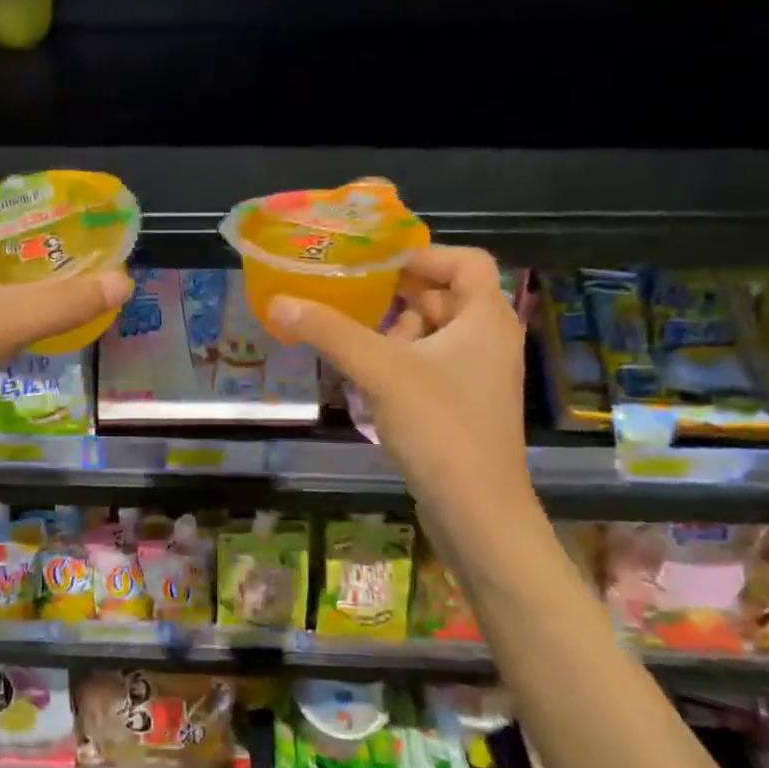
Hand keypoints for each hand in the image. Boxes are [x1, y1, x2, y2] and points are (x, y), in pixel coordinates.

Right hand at [266, 246, 531, 531]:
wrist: (477, 513)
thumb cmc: (440, 427)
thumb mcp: (380, 370)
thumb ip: (329, 331)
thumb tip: (279, 301)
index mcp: (487, 319)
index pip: (465, 261)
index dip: (422, 254)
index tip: (375, 264)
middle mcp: (489, 341)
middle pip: (445, 295)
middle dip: (398, 293)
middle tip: (349, 294)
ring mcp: (477, 377)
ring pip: (434, 333)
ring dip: (394, 329)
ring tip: (351, 336)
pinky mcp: (462, 406)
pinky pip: (429, 365)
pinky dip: (399, 361)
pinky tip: (365, 375)